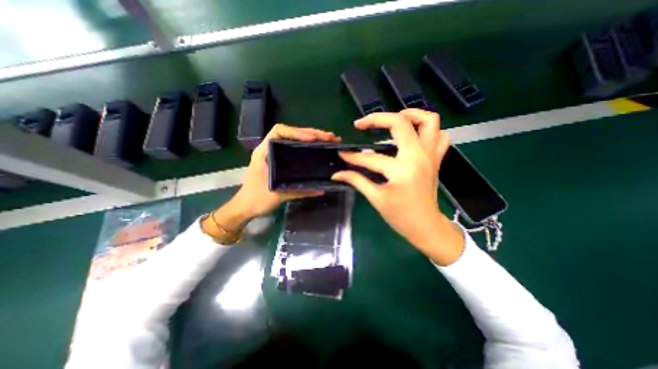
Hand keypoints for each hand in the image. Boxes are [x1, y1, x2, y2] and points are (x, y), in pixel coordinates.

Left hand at [202, 123, 341, 236]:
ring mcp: (275, 154)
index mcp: (264, 152)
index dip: (297, 132)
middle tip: (330, 138)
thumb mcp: (278, 195)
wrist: (245, 207)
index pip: (279, 131)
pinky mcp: (280, 160)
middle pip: (291, 133)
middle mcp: (269, 149)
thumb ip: (299, 191)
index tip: (312, 139)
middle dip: (312, 133)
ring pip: (294, 139)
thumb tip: (321, 189)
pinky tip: (319, 148)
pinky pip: (295, 148)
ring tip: (329, 140)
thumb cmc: (256, 199)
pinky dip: (308, 146)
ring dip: (312, 138)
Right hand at [332, 109, 464, 265]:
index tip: (342, 153)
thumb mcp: (376, 199)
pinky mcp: (436, 159)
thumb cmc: (401, 216)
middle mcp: (418, 156)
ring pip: (429, 121)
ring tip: (391, 120)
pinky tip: (413, 135)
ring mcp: (431, 155)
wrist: (426, 226)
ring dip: (409, 115)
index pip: (371, 158)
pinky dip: (427, 130)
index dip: (353, 156)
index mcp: (401, 170)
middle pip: (400, 123)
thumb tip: (337, 174)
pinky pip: (439, 135)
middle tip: (362, 124)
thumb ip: (356, 181)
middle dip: (377, 118)